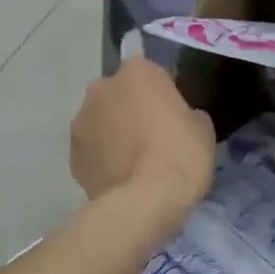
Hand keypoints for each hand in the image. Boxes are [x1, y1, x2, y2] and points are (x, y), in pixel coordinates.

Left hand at [70, 58, 214, 238]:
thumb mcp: (203, 127)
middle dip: (132, 108)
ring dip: (114, 132)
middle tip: (154, 136)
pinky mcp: (71, 154)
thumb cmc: (181, 154)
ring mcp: (81, 120)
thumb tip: (176, 119)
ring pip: (102, 120)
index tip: (173, 113)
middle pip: (120, 93)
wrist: (144, 202)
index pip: (151, 72)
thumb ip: (186, 112)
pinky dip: (103, 157)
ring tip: (135, 161)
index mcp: (138, 72)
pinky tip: (121, 177)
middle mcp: (102, 87)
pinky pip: (93, 149)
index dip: (163, 93)